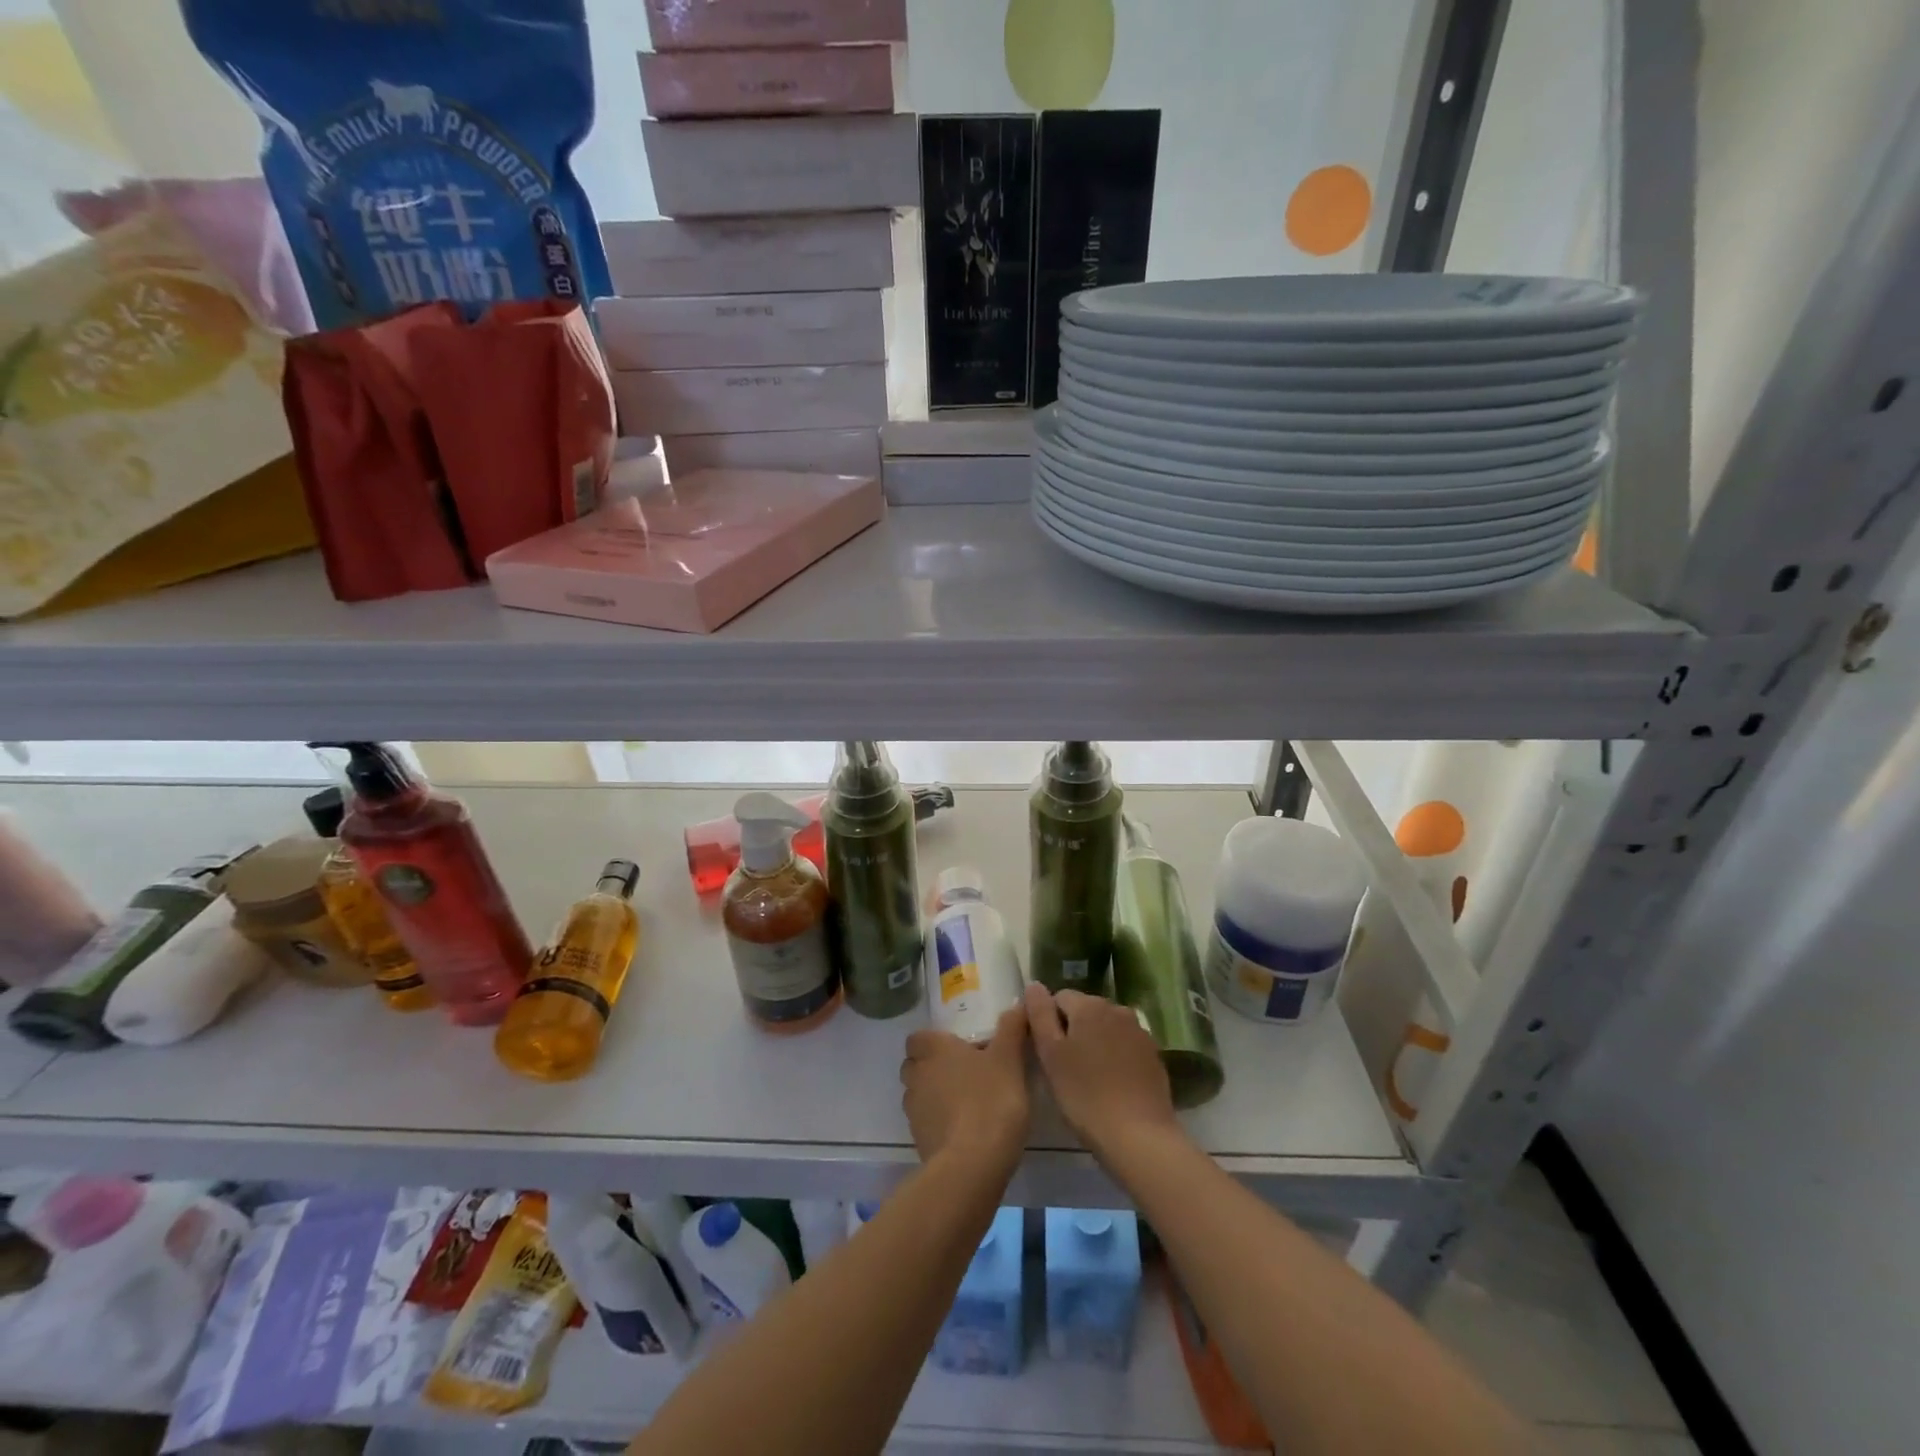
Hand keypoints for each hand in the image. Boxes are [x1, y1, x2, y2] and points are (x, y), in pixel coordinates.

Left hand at [900, 1005, 1030, 1172]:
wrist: (972, 1164)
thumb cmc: (990, 1100)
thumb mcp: (1009, 1059)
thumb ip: (1012, 1029)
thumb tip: (1018, 1004)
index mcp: (933, 1049)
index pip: (917, 1037)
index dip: (933, 1040)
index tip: (957, 1047)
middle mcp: (916, 1075)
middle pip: (915, 1065)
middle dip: (932, 1067)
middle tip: (964, 1072)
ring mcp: (914, 1110)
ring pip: (918, 1094)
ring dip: (934, 1095)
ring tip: (966, 1102)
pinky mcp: (918, 1140)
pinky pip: (925, 1122)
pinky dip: (939, 1122)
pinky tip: (964, 1130)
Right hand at [1025, 983, 1179, 1160]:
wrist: (1139, 1136)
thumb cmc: (1085, 1095)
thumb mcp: (1050, 1055)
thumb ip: (1039, 1015)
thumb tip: (1034, 985)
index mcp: (1089, 1005)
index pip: (1059, 998)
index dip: (1048, 1022)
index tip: (1047, 1052)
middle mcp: (1117, 1009)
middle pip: (1084, 1010)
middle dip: (1072, 1030)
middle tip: (1065, 1067)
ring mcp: (1139, 1031)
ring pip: (1106, 1028)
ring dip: (1094, 1042)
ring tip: (1088, 1077)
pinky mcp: (1153, 1055)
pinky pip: (1125, 1045)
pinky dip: (1115, 1056)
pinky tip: (1111, 1084)